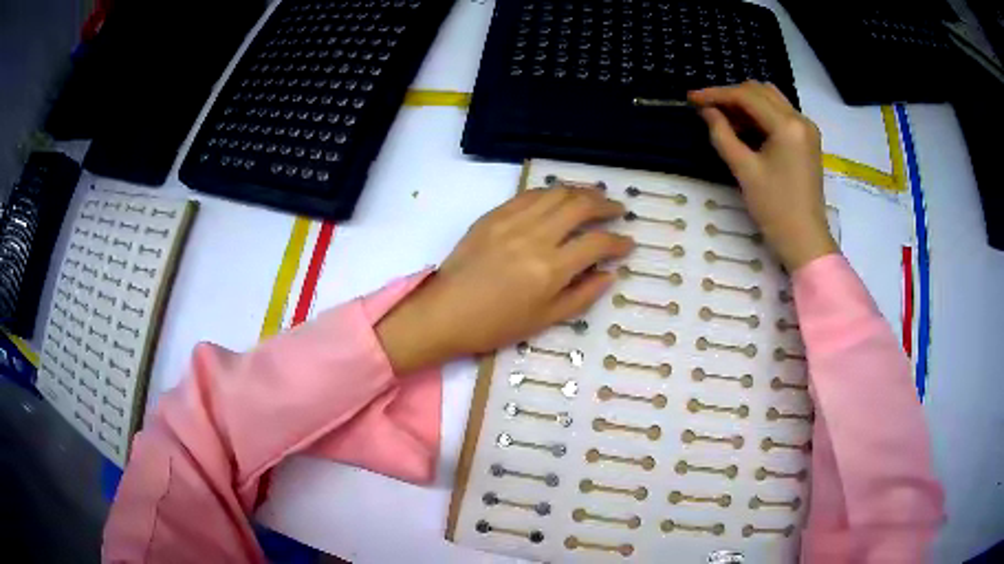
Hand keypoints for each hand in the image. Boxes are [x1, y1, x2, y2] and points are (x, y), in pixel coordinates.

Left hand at [376, 188, 632, 372]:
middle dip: (606, 205)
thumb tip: (610, 274)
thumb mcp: (545, 320)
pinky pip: (529, 194)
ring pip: (556, 193)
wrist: (445, 313)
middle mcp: (535, 237)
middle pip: (581, 206)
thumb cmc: (495, 325)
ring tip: (594, 198)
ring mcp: (512, 221)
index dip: (619, 242)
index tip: (628, 243)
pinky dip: (551, 193)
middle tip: (618, 211)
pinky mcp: (493, 215)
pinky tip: (558, 198)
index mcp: (550, 269)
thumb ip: (582, 295)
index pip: (597, 244)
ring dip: (581, 192)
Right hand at [689, 81, 837, 270]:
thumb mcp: (744, 171)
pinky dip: (760, 115)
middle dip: (731, 96)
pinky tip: (744, 128)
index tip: (691, 99)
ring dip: (745, 103)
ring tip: (723, 117)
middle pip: (760, 91)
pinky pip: (780, 115)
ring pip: (771, 100)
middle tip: (707, 109)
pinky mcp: (807, 140)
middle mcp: (800, 119)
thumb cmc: (775, 209)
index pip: (747, 96)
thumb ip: (722, 135)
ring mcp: (806, 129)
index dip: (716, 94)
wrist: (805, 241)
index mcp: (787, 125)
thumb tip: (707, 111)